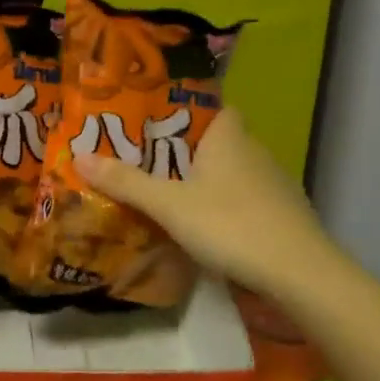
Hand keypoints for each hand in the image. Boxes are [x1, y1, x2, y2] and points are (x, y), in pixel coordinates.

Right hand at [74, 108, 333, 299]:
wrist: (300, 273)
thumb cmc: (231, 224)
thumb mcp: (169, 205)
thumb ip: (126, 182)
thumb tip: (79, 157)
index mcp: (228, 136)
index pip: (209, 106)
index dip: (182, 110)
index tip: (151, 122)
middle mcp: (253, 150)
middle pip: (214, 140)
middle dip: (182, 149)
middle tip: (143, 160)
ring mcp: (272, 183)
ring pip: (229, 171)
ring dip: (203, 179)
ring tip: (165, 192)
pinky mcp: (281, 214)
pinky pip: (243, 198)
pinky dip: (222, 204)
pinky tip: (203, 224)